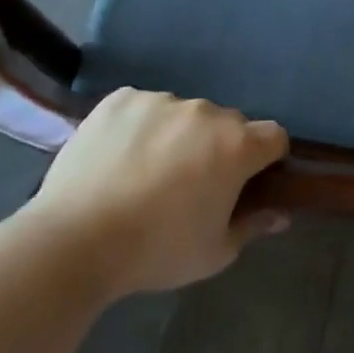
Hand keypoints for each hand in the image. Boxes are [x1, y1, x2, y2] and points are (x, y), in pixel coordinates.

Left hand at [22, 88, 289, 298]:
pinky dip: (140, 127)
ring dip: (179, 135)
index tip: (247, 182)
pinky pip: (144, 107)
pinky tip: (119, 157)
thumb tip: (281, 214)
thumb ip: (253, 226)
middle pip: (228, 123)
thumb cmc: (155, 251)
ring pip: (184, 114)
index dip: (266, 159)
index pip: (274, 136)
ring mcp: (161, 100)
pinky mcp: (121, 99)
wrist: (73, 242)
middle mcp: (206, 112)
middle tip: (192, 184)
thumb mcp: (214, 252)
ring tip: (147, 172)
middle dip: (219, 147)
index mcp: (237, 145)